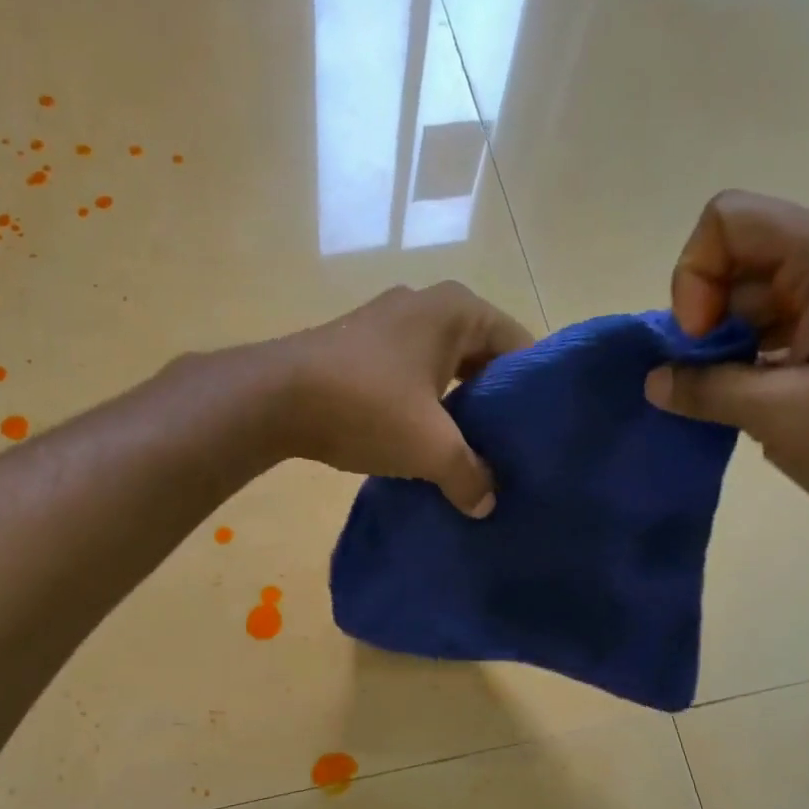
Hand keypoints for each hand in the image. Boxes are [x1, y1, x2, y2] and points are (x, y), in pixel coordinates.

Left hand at [274, 282, 533, 516]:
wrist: (273, 398)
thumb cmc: (366, 407)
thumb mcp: (431, 448)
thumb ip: (469, 476)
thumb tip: (486, 504)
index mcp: (458, 310)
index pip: (519, 347)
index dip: (530, 394)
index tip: (534, 437)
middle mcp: (426, 304)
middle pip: (480, 358)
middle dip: (491, 405)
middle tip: (504, 452)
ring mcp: (386, 323)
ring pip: (441, 370)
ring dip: (453, 409)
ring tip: (465, 455)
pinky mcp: (357, 347)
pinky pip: (407, 377)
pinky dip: (419, 407)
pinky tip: (418, 444)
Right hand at [645, 190, 808, 561]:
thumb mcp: (781, 415)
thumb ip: (706, 388)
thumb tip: (654, 380)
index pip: (730, 220)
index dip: (695, 277)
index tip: (701, 343)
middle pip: (741, 257)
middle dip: (706, 316)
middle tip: (707, 379)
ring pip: (756, 298)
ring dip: (726, 345)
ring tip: (729, 399)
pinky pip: (781, 327)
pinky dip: (752, 359)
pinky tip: (752, 404)